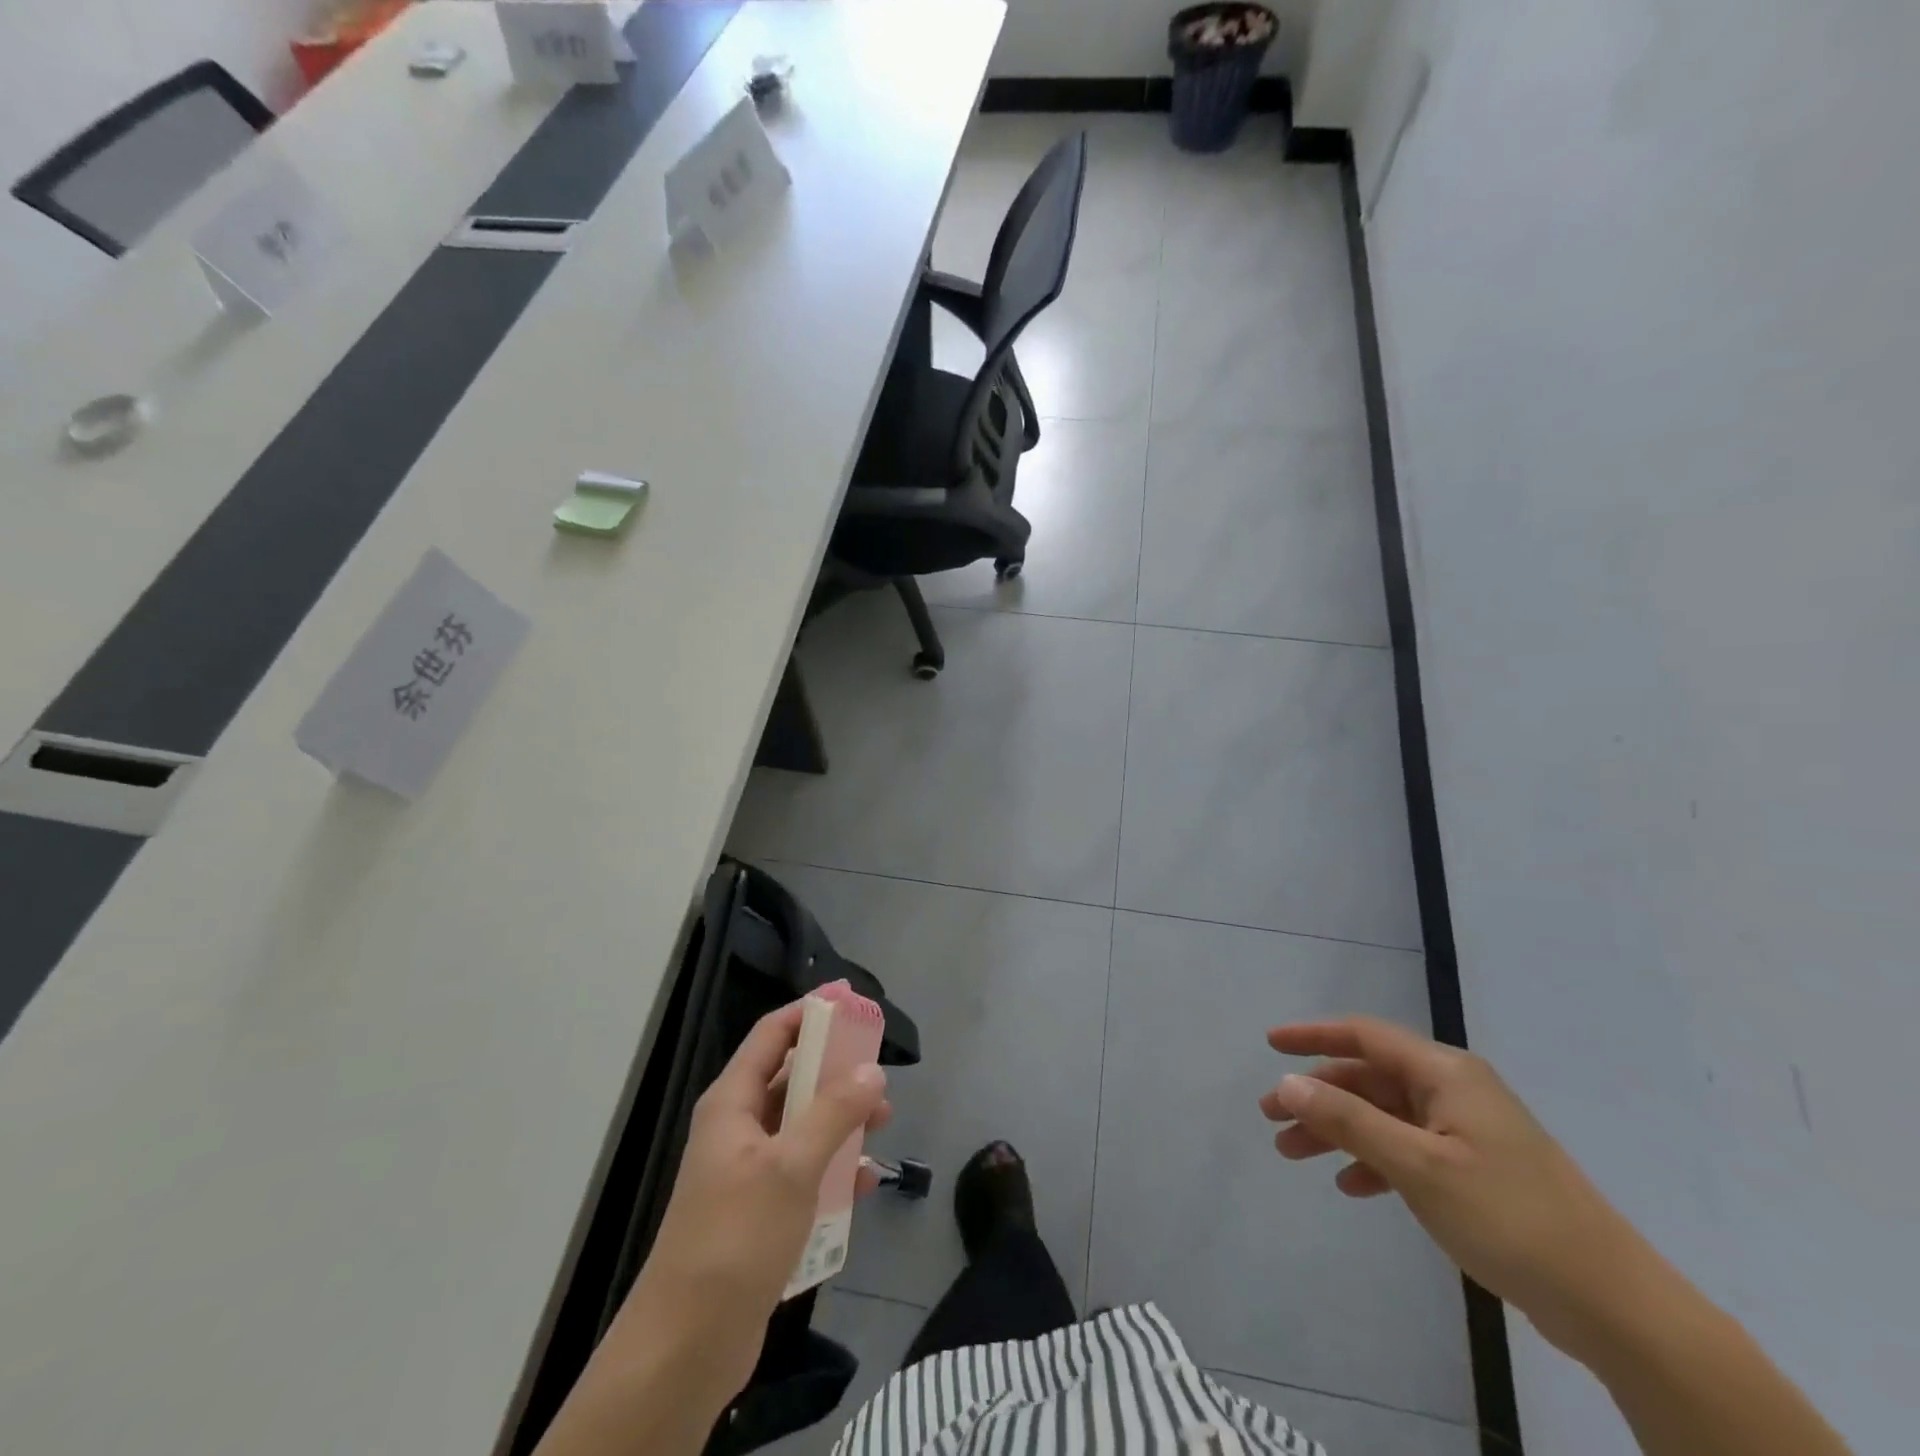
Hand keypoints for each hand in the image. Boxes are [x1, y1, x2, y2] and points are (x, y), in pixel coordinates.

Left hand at [616, 1002, 889, 1400]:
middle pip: (791, 1078)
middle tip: (879, 1072)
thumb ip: (833, 1112)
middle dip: (836, 1071)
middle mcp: (738, 1127)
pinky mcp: (760, 1210)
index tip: (850, 999)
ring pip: (801, 1125)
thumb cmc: (736, 1237)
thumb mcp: (792, 1166)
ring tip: (883, 1123)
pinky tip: (867, 1182)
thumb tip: (871, 1070)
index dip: (809, 1012)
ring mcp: (748, 1170)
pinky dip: (834, 1168)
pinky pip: (804, 1171)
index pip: (772, 1035)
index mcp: (732, 1102)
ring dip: (841, 1120)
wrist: (687, 1345)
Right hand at [1259, 1016, 1651, 1356]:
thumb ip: (1348, 1120)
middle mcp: (1455, 1091)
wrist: (1614, 1306)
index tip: (1269, 1044)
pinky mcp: (1476, 1171)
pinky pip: (1408, 1150)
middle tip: (1271, 1117)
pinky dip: (1374, 1162)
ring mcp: (1467, 1132)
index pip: (1364, 1035)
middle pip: (1369, 1078)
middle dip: (1317, 1095)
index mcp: (1446, 1074)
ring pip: (1383, 1115)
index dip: (1313, 1035)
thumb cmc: (1510, 1218)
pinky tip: (1352, 1187)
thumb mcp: (1417, 1166)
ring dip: (1338, 1131)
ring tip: (1294, 1154)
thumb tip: (1287, 1081)